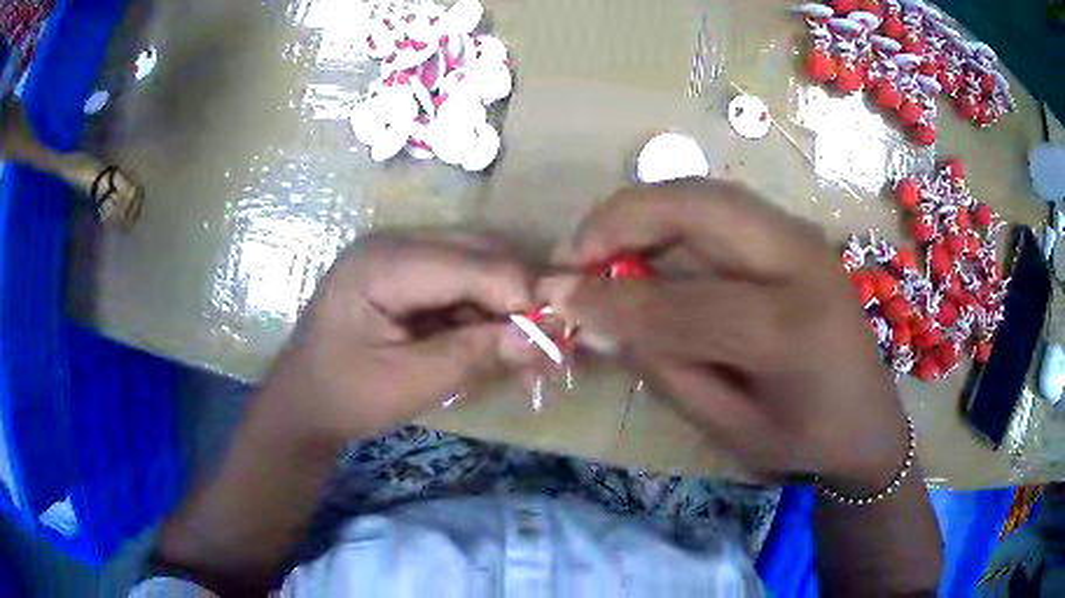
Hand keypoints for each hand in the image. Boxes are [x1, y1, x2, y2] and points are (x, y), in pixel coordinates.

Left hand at [258, 232, 534, 449]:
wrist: (302, 404)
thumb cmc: (344, 396)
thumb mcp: (408, 384)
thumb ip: (474, 355)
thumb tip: (542, 339)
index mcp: (382, 263)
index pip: (471, 263)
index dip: (521, 294)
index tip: (559, 334)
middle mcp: (394, 244)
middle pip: (478, 253)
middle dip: (519, 295)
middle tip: (551, 339)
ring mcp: (400, 256)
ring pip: (477, 264)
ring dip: (506, 303)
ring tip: (530, 345)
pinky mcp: (407, 275)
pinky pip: (461, 282)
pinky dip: (486, 310)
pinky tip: (498, 340)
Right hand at [546, 179, 907, 491]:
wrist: (868, 418)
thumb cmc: (804, 439)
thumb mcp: (729, 429)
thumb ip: (665, 370)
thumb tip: (599, 320)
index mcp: (791, 330)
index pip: (681, 302)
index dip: (609, 298)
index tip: (554, 297)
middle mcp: (801, 262)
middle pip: (697, 207)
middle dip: (619, 219)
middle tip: (573, 254)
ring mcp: (802, 236)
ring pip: (705, 193)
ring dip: (642, 210)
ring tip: (599, 247)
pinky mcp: (795, 232)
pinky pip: (720, 205)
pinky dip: (671, 214)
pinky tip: (646, 244)